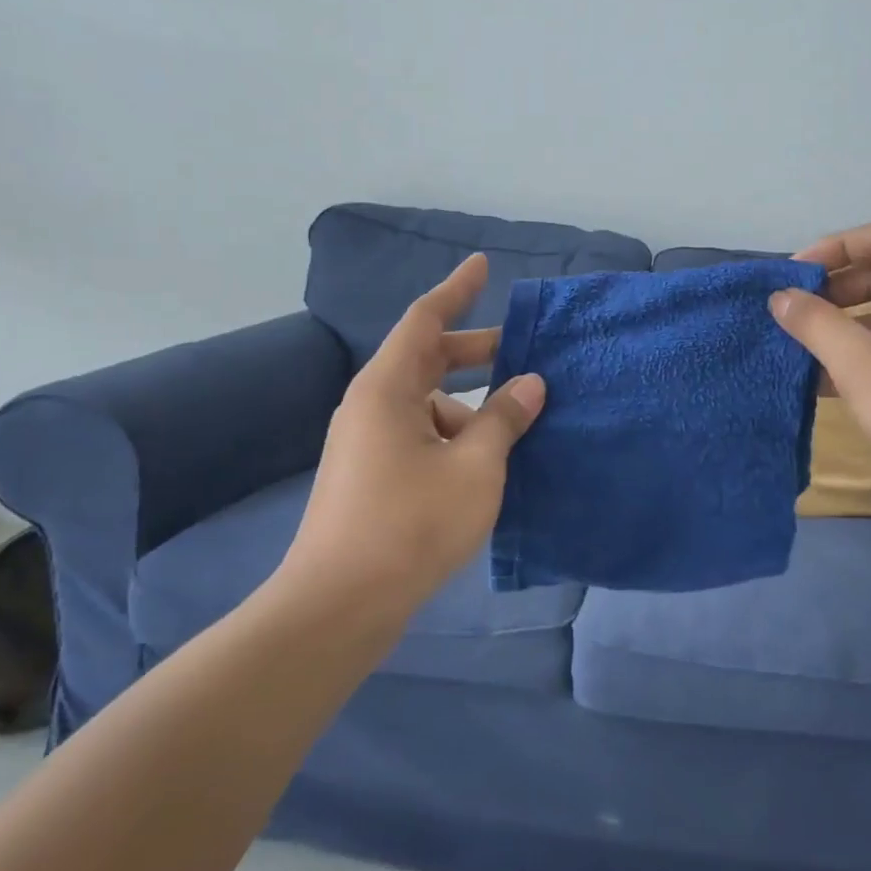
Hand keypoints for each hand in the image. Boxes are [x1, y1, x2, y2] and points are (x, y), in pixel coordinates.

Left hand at [285, 254, 545, 604]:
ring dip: (471, 406)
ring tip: (517, 427)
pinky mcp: (371, 476)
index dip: (457, 290)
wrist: (340, 604)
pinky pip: (420, 435)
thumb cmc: (411, 523)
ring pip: (427, 404)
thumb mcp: (475, 466)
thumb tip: (530, 383)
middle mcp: (371, 405)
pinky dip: (455, 436)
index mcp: (388, 388)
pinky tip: (487, 464)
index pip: (424, 319)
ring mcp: (367, 443)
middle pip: (427, 359)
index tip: (483, 266)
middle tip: (522, 352)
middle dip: (476, 352)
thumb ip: (505, 418)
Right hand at [769, 218, 870, 536]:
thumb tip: (780, 297)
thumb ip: (814, 322)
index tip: (796, 273)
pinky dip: (862, 355)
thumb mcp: (860, 363)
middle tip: (793, 310)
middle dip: (836, 288)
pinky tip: (822, 380)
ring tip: (799, 344)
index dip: (837, 246)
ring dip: (844, 325)